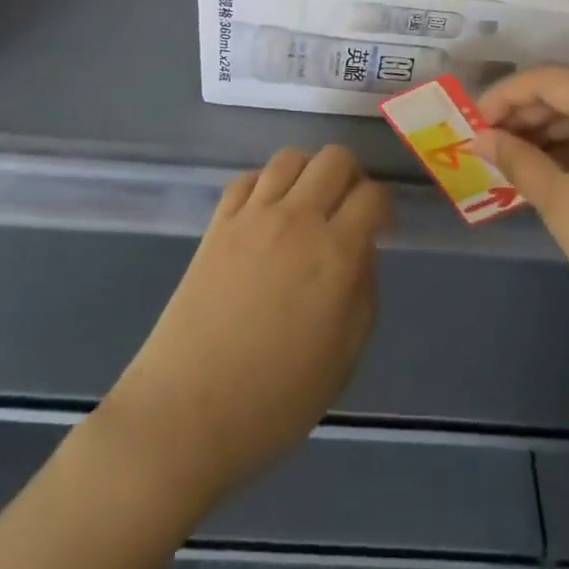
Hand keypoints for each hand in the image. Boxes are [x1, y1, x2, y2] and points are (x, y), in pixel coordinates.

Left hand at [99, 146, 387, 506]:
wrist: (186, 412)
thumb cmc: (274, 401)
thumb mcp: (343, 360)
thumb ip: (363, 294)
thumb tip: (361, 253)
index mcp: (335, 254)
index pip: (372, 195)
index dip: (382, 206)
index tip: (379, 227)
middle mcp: (297, 220)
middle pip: (335, 157)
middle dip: (351, 175)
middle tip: (347, 209)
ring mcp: (252, 216)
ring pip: (291, 157)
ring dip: (308, 172)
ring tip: (307, 204)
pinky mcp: (217, 223)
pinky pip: (248, 178)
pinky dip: (265, 184)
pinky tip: (266, 211)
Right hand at [471, 66, 568, 378]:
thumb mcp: (562, 203)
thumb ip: (518, 160)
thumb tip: (482, 138)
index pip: (547, 79)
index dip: (504, 96)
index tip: (474, 124)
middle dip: (526, 115)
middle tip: (490, 145)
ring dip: (552, 132)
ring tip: (515, 162)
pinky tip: (554, 173)